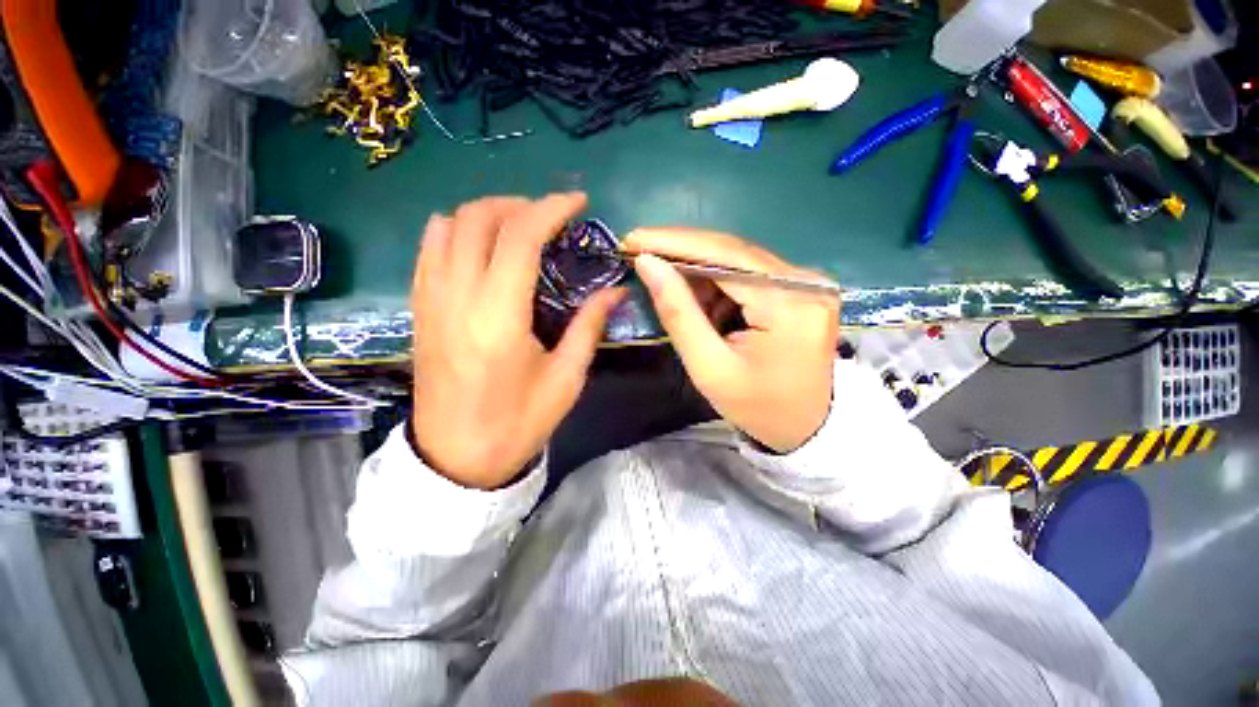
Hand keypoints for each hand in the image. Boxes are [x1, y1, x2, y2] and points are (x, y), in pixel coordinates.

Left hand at [411, 194, 624, 488]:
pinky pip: (428, 250)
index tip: (577, 202)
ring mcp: (430, 300)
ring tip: (519, 225)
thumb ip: (589, 326)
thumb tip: (616, 291)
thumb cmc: (518, 423)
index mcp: (499, 316)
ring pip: (447, 225)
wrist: (456, 459)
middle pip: (478, 218)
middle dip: (519, 204)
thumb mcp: (565, 379)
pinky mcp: (419, 309)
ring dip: (486, 213)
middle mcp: (457, 297)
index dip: (551, 208)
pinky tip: (481, 245)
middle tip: (550, 216)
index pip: (520, 236)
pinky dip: (455, 230)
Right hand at [625, 229, 839, 451]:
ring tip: (669, 288)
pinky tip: (700, 302)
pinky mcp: (800, 286)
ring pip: (737, 259)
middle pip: (732, 251)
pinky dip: (717, 282)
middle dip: (681, 252)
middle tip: (640, 253)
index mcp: (788, 305)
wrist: (806, 426)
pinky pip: (748, 272)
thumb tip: (648, 263)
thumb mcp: (708, 367)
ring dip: (697, 270)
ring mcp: (807, 281)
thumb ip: (678, 313)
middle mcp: (806, 281)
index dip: (674, 242)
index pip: (724, 256)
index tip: (633, 238)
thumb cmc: (756, 406)